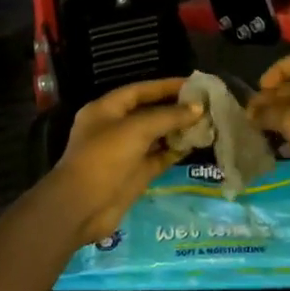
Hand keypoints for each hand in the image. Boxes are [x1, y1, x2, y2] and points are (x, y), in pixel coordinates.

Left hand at [47, 79, 203, 245]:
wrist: (83, 207)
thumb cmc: (104, 158)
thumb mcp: (136, 129)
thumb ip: (168, 116)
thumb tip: (198, 108)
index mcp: (106, 110)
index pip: (139, 91)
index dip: (165, 86)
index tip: (193, 84)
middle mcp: (115, 128)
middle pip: (149, 113)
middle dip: (175, 108)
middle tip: (206, 104)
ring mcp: (125, 153)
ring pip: (156, 136)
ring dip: (178, 130)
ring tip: (207, 122)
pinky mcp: (136, 174)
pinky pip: (159, 157)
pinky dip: (175, 151)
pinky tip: (196, 144)